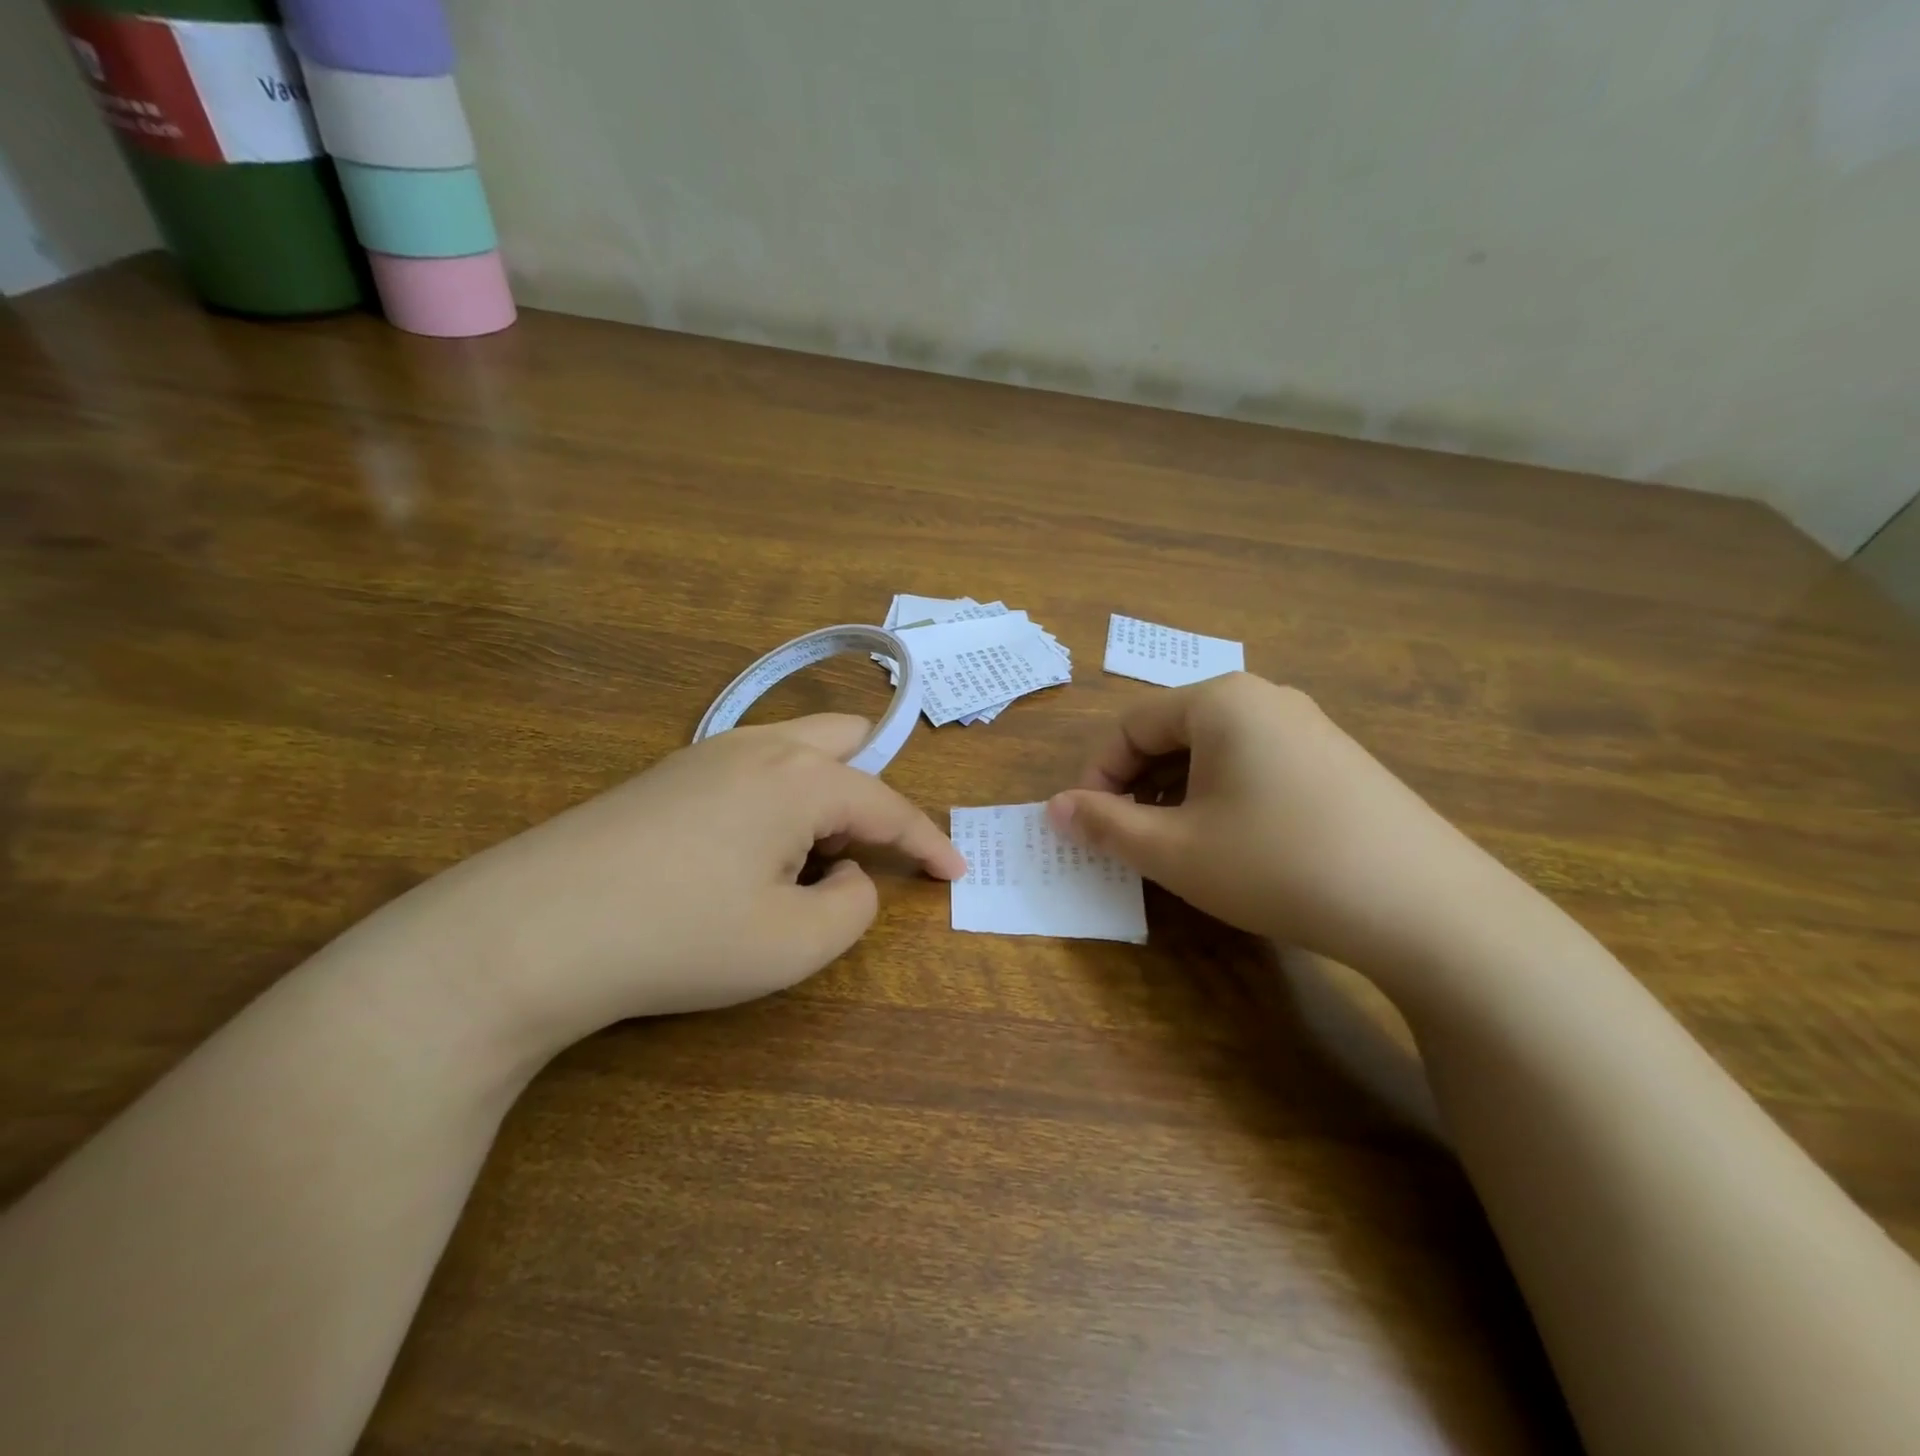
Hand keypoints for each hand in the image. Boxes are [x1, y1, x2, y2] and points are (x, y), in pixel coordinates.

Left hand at [389, 715, 964, 1056]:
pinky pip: (752, 769)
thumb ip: (852, 907)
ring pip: (796, 750)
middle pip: (846, 740)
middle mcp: (758, 747)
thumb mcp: (792, 943)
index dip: (929, 843)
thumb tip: (850, 877)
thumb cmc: (677, 937)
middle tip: (875, 849)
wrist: (525, 933)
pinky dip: (779, 801)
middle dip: (876, 791)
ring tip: (809, 863)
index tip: (956, 872)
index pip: (889, 805)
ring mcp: (705, 753)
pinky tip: (749, 855)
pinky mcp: (666, 775)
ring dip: (825, 795)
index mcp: (801, 778)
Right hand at [1048, 674, 1502, 969]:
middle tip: (1128, 839)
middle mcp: (1265, 698)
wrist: (1425, 907)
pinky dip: (1224, 796)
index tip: (1087, 826)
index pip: (1130, 725)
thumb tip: (1054, 808)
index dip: (1096, 775)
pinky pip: (1257, 764)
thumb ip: (1105, 825)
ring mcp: (1309, 727)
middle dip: (1138, 784)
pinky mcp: (1339, 760)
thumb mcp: (1175, 850)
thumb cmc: (1277, 864)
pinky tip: (1235, 843)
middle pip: (1173, 732)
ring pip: (1216, 750)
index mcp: (1220, 701)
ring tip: (1176, 845)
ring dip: (1179, 792)